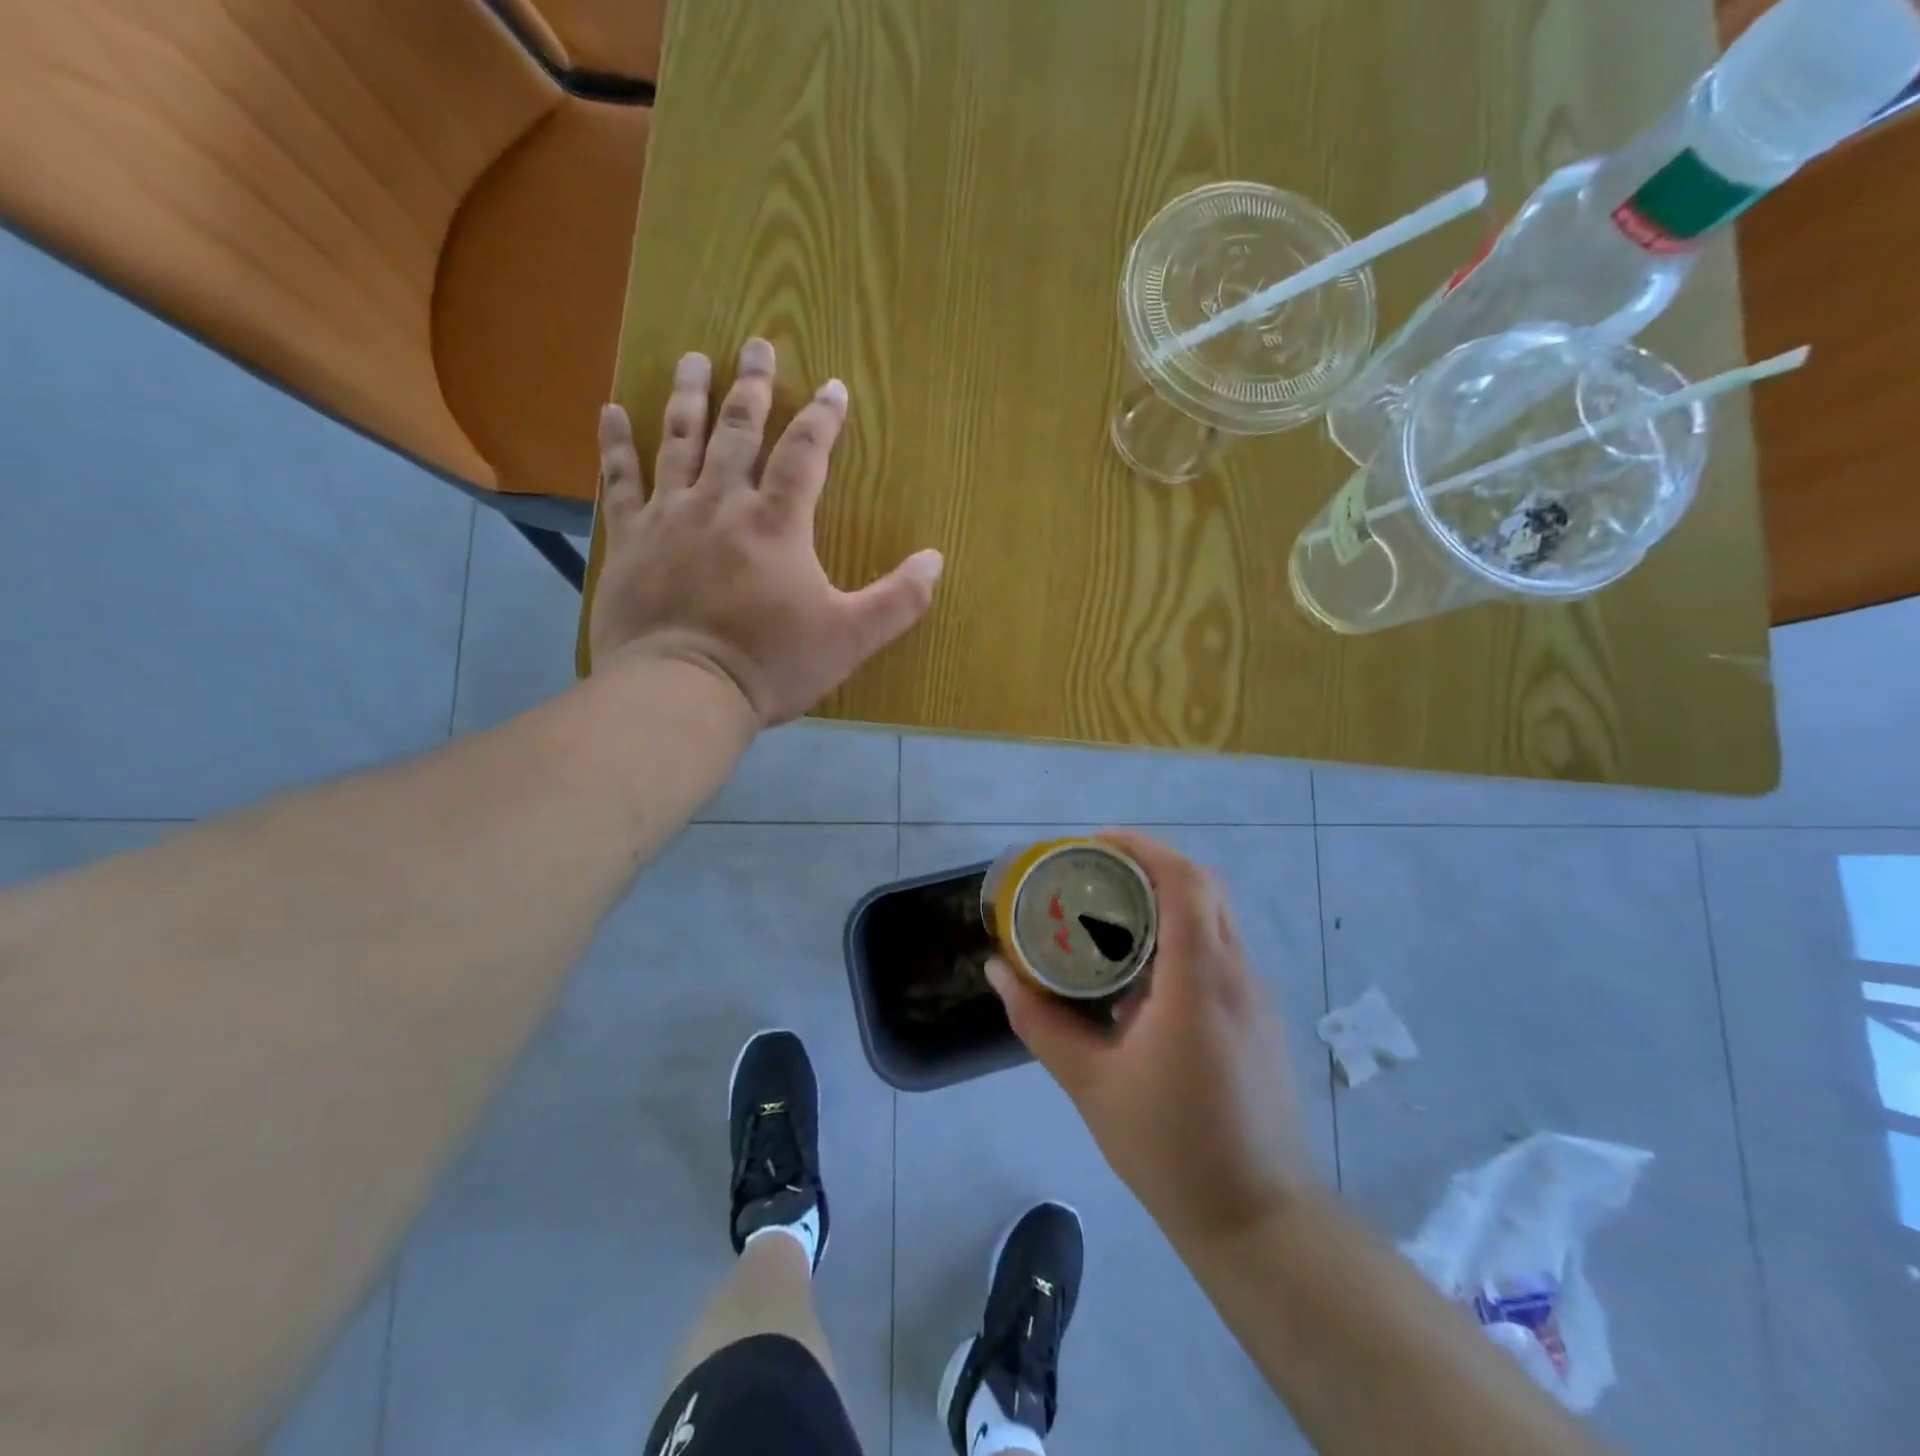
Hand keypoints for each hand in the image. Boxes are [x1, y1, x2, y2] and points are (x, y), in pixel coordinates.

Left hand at [589, 339, 942, 725]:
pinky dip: (616, 444)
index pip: (805, 454)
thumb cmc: (771, 664)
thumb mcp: (850, 638)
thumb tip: (935, 560)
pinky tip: (611, 411)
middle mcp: (722, 503)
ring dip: (689, 396)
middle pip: (738, 430)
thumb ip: (898, 600)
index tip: (833, 386)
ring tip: (695, 358)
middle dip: (751, 386)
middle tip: (755, 343)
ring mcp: (669, 517)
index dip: (822, 417)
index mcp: (777, 523)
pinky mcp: (629, 540)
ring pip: (679, 441)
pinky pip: (620, 480)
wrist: (682, 691)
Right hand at [987, 832, 1313, 1243]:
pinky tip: (1143, 977)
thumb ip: (1040, 1020)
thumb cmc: (1170, 1149)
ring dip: (1168, 901)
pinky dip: (1184, 937)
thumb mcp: (1090, 1083)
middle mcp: (1237, 975)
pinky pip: (1222, 952)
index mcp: (1198, 982)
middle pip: (1204, 888)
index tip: (1096, 844)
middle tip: (1096, 876)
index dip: (1143, 848)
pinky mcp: (1262, 1019)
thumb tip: (997, 971)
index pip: (1185, 882)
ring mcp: (1258, 997)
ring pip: (1216, 918)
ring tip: (1112, 918)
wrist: (1261, 1221)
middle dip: (1150, 866)